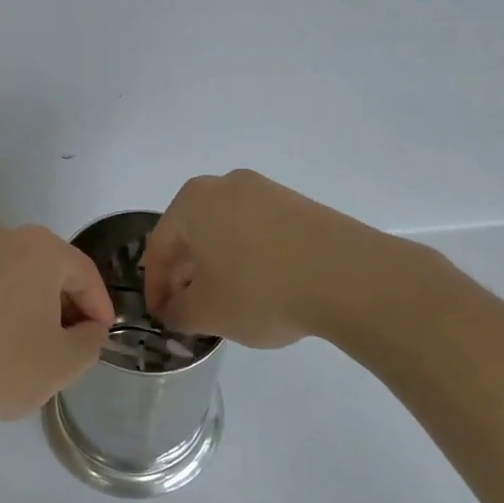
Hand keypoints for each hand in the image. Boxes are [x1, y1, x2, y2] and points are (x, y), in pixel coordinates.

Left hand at [0, 224, 113, 442]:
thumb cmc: (3, 363)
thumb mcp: (64, 361)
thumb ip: (91, 340)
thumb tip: (88, 329)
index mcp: (41, 248)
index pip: (85, 274)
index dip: (100, 307)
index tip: (103, 335)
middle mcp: (5, 237)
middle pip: (51, 270)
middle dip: (67, 303)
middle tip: (74, 340)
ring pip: (19, 276)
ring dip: (35, 305)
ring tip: (39, 344)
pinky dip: (5, 306)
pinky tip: (3, 340)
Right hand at [142, 170, 350, 348]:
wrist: (348, 277)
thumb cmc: (260, 289)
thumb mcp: (206, 313)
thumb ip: (177, 313)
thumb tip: (174, 311)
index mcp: (193, 201)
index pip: (158, 247)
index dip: (155, 288)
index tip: (161, 317)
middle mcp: (225, 185)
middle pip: (192, 234)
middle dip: (186, 274)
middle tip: (189, 309)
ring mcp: (266, 191)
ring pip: (226, 231)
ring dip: (218, 265)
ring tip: (227, 301)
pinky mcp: (298, 205)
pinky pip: (258, 232)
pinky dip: (250, 258)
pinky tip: (262, 288)